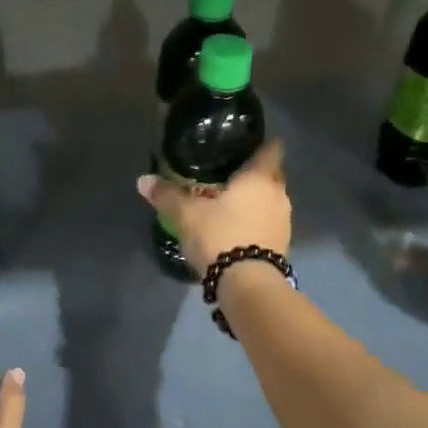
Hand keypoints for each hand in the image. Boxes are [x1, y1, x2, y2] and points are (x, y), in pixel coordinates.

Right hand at [137, 138, 289, 278]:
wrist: (247, 284)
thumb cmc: (220, 236)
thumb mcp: (186, 215)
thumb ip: (167, 195)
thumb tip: (143, 180)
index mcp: (260, 178)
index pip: (271, 150)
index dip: (262, 144)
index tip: (248, 144)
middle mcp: (279, 195)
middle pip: (271, 176)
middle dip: (254, 175)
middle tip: (229, 175)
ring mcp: (284, 222)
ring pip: (270, 202)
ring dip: (255, 202)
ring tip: (229, 204)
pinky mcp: (282, 246)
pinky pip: (268, 224)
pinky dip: (255, 223)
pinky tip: (236, 230)